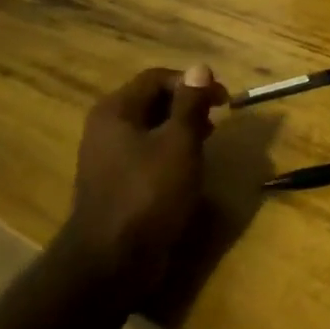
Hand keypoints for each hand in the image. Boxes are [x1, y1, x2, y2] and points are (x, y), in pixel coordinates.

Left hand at [57, 63, 228, 301]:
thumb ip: (191, 104)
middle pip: (152, 101)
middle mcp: (105, 128)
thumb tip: (200, 67)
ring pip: (150, 129)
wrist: (112, 261)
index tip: (224, 101)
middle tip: (217, 122)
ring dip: (180, 131)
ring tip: (207, 144)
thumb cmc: (150, 193)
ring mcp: (106, 158)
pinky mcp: (115, 184)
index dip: (193, 83)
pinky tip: (187, 170)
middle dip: (188, 106)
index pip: (157, 78)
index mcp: (116, 110)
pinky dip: (168, 154)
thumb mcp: (180, 143)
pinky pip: (145, 155)